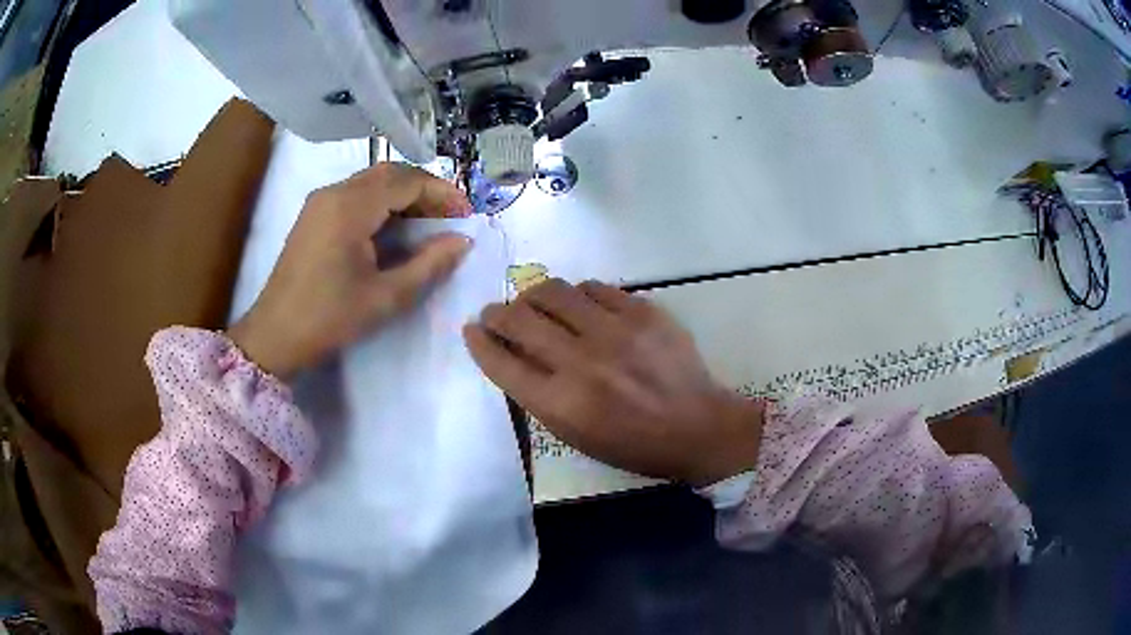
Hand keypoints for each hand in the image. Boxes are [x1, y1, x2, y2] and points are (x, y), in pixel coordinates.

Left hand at [229, 163, 472, 378]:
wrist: (275, 335)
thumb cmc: (329, 318)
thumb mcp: (385, 297)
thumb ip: (428, 265)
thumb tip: (462, 241)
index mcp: (350, 207)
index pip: (407, 182)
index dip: (442, 194)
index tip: (467, 215)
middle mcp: (334, 192)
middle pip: (390, 173)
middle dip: (425, 190)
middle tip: (450, 216)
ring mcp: (320, 201)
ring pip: (372, 181)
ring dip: (404, 194)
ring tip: (429, 222)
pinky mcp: (314, 214)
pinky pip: (355, 194)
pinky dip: (382, 202)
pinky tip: (394, 227)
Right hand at [463, 279, 764, 485]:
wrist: (697, 427)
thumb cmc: (633, 444)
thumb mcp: (576, 436)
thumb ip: (539, 396)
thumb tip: (512, 354)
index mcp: (562, 405)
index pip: (502, 363)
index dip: (479, 342)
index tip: (472, 329)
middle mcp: (582, 363)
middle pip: (520, 320)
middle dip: (497, 313)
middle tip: (497, 313)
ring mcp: (615, 332)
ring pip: (553, 291)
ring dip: (534, 296)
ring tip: (537, 305)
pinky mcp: (643, 311)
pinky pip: (594, 287)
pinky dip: (577, 295)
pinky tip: (580, 305)